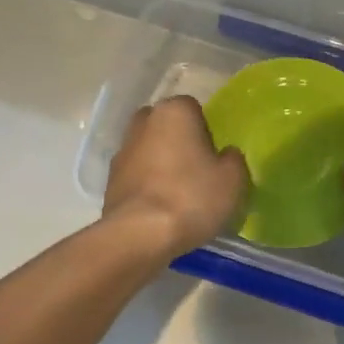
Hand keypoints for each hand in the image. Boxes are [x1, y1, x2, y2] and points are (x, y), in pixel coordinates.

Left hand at [103, 96, 249, 257]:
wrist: (139, 234)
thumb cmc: (191, 197)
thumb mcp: (233, 180)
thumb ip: (233, 159)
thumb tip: (225, 155)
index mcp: (173, 111)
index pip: (194, 109)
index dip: (206, 131)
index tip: (213, 157)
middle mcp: (143, 122)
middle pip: (167, 126)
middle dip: (180, 142)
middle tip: (197, 171)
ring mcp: (122, 150)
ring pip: (149, 149)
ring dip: (161, 163)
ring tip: (179, 194)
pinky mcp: (110, 179)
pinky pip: (137, 174)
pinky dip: (147, 184)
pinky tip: (160, 208)